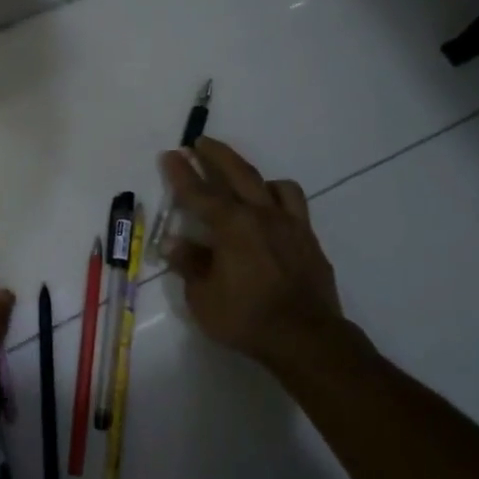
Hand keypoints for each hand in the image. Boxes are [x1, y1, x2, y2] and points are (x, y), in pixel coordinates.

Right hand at [159, 137, 358, 368]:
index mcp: (231, 226)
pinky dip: (278, 198)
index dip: (181, 173)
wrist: (306, 337)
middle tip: (200, 141)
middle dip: (216, 155)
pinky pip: (294, 205)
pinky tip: (271, 212)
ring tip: (241, 178)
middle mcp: (261, 215)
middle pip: (237, 173)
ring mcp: (290, 225)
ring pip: (273, 185)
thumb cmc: (246, 319)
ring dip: (253, 175)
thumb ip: (190, 264)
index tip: (170, 154)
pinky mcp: (308, 239)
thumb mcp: (204, 297)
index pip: (199, 193)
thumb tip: (175, 243)